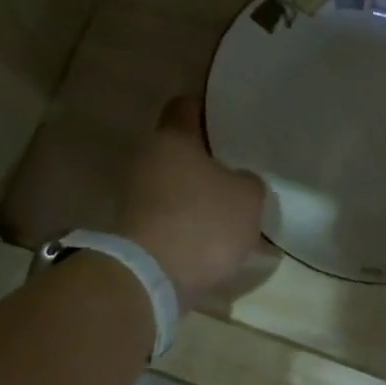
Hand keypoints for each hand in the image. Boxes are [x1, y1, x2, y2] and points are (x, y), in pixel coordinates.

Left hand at [115, 97, 265, 308]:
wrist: (152, 278)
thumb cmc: (202, 223)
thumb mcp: (247, 198)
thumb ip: (248, 181)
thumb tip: (239, 181)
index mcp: (172, 138)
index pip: (187, 106)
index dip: (211, 110)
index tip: (232, 121)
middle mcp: (148, 159)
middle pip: (181, 150)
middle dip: (209, 159)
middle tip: (240, 168)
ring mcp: (137, 196)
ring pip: (175, 184)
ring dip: (199, 195)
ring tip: (232, 208)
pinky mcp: (137, 230)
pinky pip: (171, 216)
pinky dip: (189, 223)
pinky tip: (214, 238)